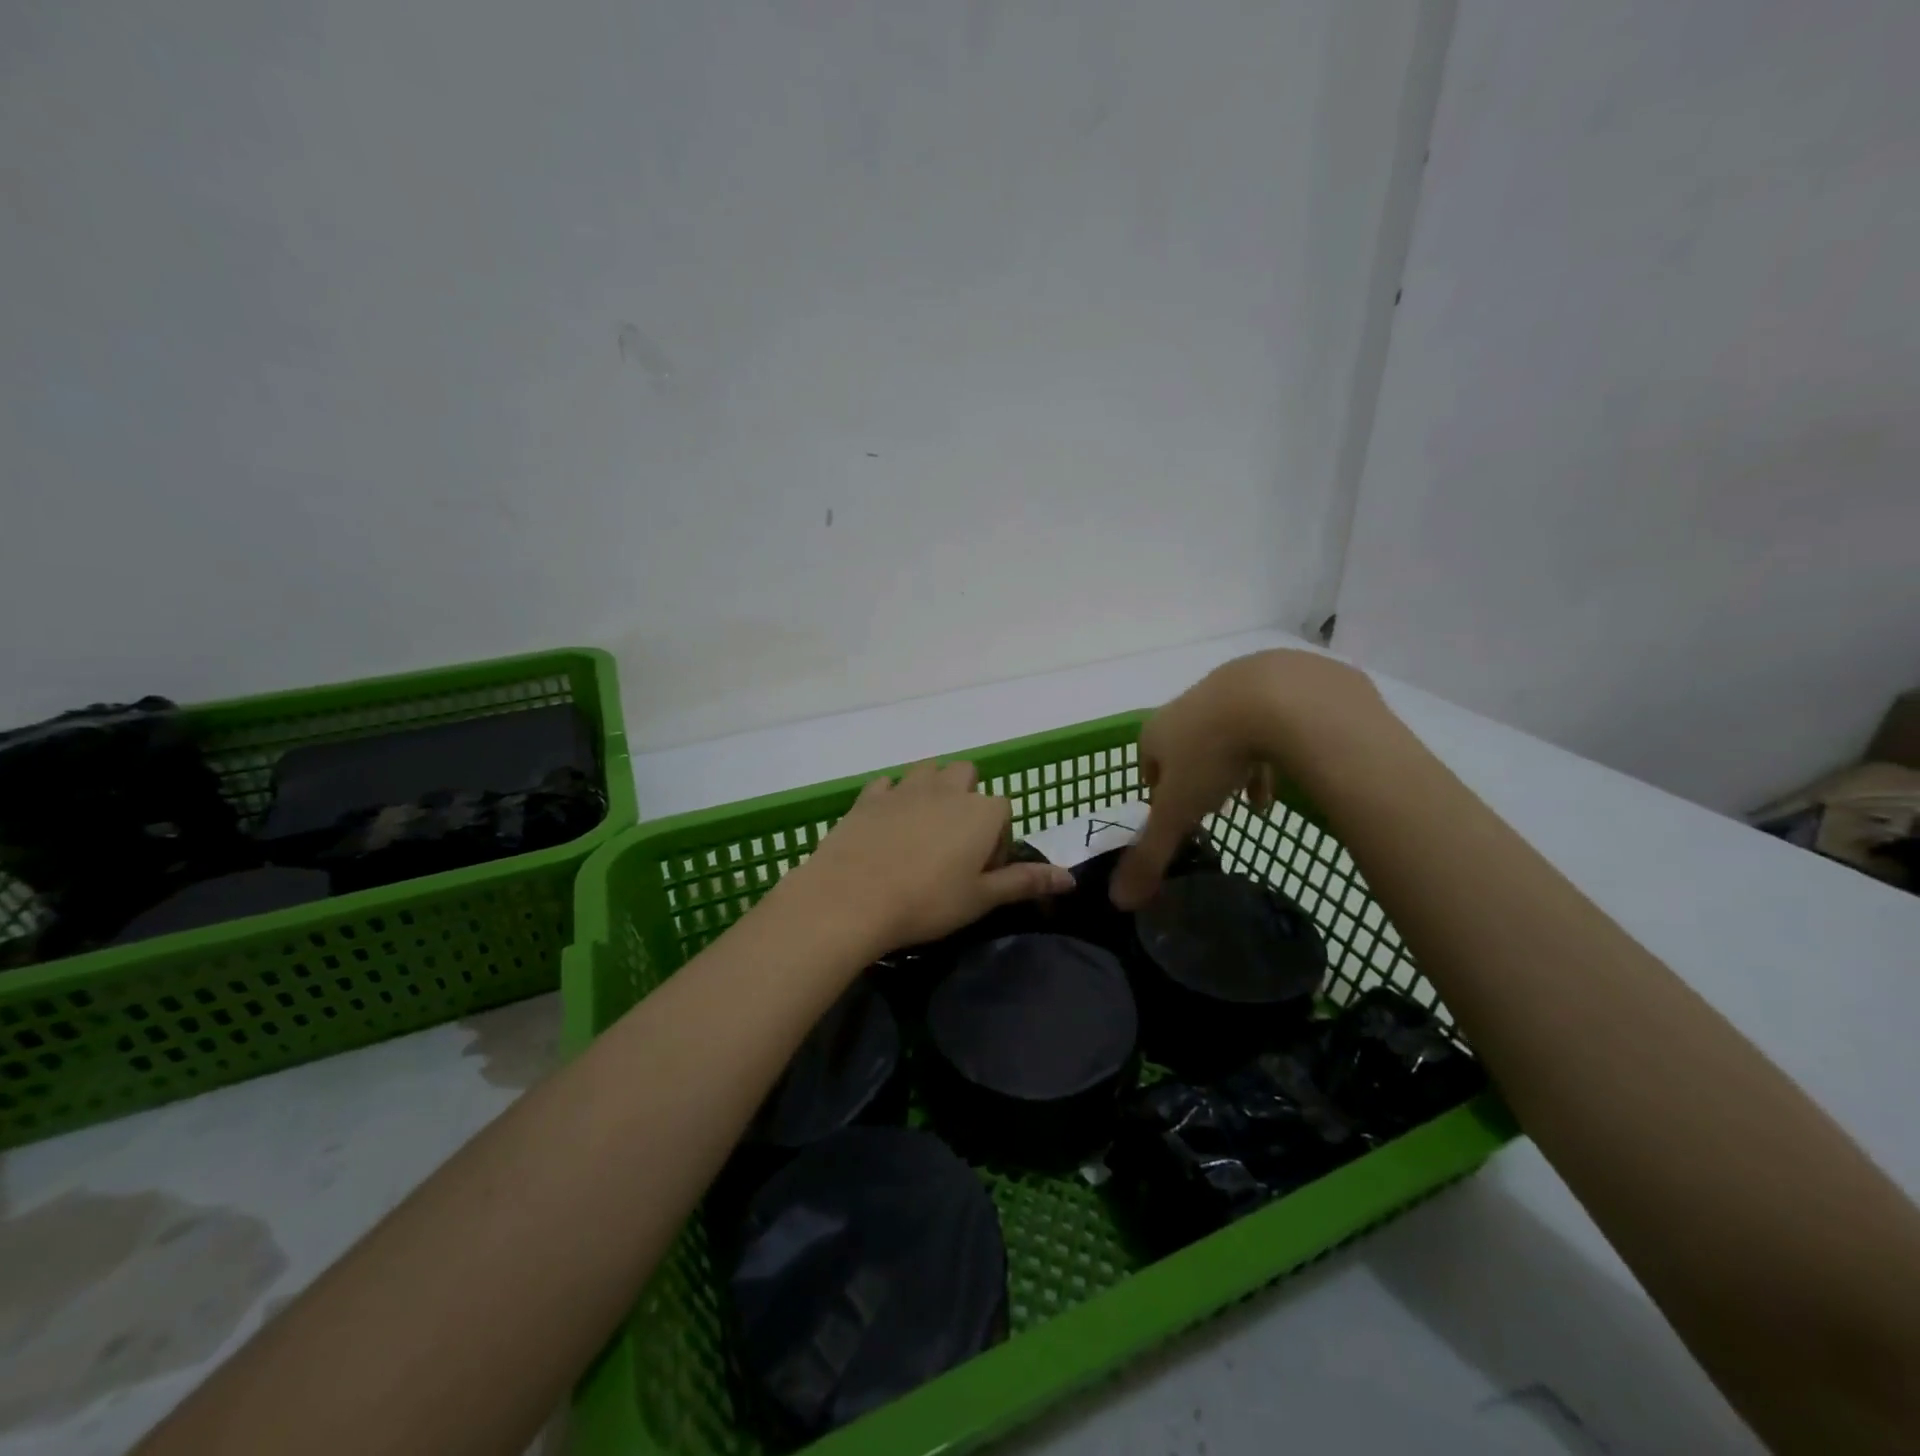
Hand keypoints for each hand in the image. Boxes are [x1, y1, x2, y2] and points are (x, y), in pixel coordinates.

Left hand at [786, 760, 1074, 955]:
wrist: (851, 897)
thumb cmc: (927, 902)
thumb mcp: (981, 899)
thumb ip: (1025, 882)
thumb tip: (1071, 879)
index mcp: (981, 811)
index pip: (1003, 811)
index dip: (996, 841)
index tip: (981, 873)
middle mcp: (947, 789)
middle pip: (966, 775)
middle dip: (966, 799)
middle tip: (954, 844)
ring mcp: (905, 788)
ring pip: (928, 771)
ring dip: (932, 790)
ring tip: (922, 831)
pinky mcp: (869, 796)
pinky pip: (888, 784)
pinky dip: (892, 797)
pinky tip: (886, 827)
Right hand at [1110, 650, 1388, 909]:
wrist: (1277, 696)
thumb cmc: (1213, 754)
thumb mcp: (1179, 812)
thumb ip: (1151, 855)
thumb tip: (1116, 901)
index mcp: (1156, 732)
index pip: (1146, 765)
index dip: (1157, 792)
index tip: (1173, 816)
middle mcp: (1186, 707)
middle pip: (1184, 748)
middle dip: (1195, 778)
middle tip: (1211, 807)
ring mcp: (1228, 691)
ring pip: (1225, 735)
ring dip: (1232, 767)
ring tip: (1250, 801)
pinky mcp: (1271, 685)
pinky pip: (1264, 724)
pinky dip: (1268, 753)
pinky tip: (1282, 779)